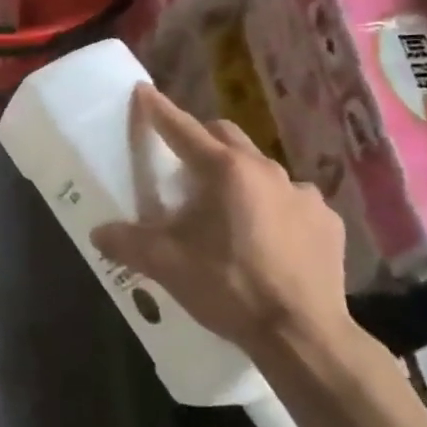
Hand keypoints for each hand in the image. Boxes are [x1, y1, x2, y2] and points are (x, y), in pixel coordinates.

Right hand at [90, 86, 350, 353]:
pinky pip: (294, 201)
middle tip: (185, 167)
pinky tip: (268, 239)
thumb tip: (98, 233)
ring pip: (262, 170)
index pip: (183, 130)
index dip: (159, 111)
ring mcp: (304, 195)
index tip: (143, 92)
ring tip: (228, 212)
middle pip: (227, 137)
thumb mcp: (167, 266)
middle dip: (203, 141)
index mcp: (225, 172)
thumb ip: (128, 243)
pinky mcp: (328, 222)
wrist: (302, 334)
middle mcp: (267, 170)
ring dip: (240, 178)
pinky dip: (275, 208)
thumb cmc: (229, 288)